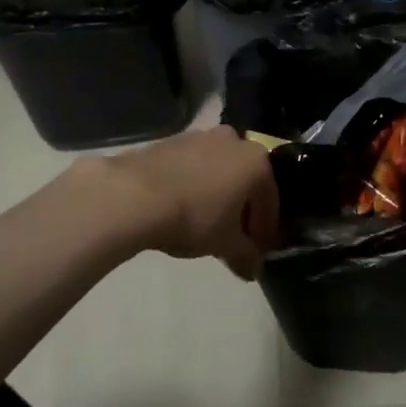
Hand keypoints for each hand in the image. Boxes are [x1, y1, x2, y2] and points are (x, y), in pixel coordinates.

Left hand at [95, 127, 280, 278]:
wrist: (136, 195)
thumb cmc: (195, 217)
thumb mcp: (225, 244)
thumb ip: (245, 255)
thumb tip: (253, 269)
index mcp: (256, 162)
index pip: (270, 201)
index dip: (265, 231)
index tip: (257, 252)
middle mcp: (233, 141)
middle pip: (245, 181)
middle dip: (242, 210)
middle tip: (234, 238)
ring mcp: (199, 137)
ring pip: (218, 171)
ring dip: (217, 195)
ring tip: (205, 225)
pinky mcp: (170, 141)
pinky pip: (192, 167)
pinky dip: (194, 186)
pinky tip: (182, 208)